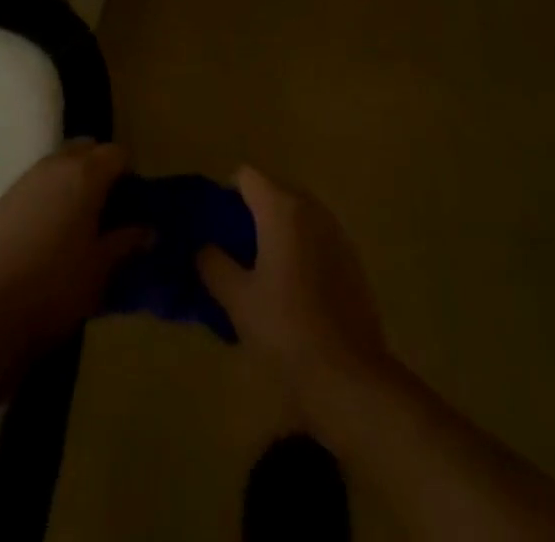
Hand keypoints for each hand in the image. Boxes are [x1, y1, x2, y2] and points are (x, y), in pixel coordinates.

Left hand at [0, 140, 151, 354]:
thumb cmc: (57, 286)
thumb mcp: (102, 268)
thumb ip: (127, 242)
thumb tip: (149, 231)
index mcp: (85, 175)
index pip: (116, 153)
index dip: (129, 174)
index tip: (133, 202)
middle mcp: (55, 165)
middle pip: (86, 149)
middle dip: (100, 168)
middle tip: (108, 206)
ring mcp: (26, 179)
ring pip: (59, 162)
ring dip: (73, 178)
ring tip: (79, 218)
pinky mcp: (4, 198)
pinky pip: (37, 181)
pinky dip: (50, 192)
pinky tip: (49, 229)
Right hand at [197, 167, 387, 387]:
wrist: (350, 378)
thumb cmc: (286, 330)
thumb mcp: (236, 299)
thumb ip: (213, 263)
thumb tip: (203, 247)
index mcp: (282, 208)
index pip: (245, 176)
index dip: (226, 196)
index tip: (216, 229)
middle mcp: (312, 209)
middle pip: (273, 191)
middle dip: (252, 213)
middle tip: (234, 252)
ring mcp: (336, 233)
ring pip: (296, 215)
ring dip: (277, 231)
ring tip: (261, 272)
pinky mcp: (352, 260)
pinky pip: (316, 238)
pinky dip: (300, 249)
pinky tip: (292, 289)